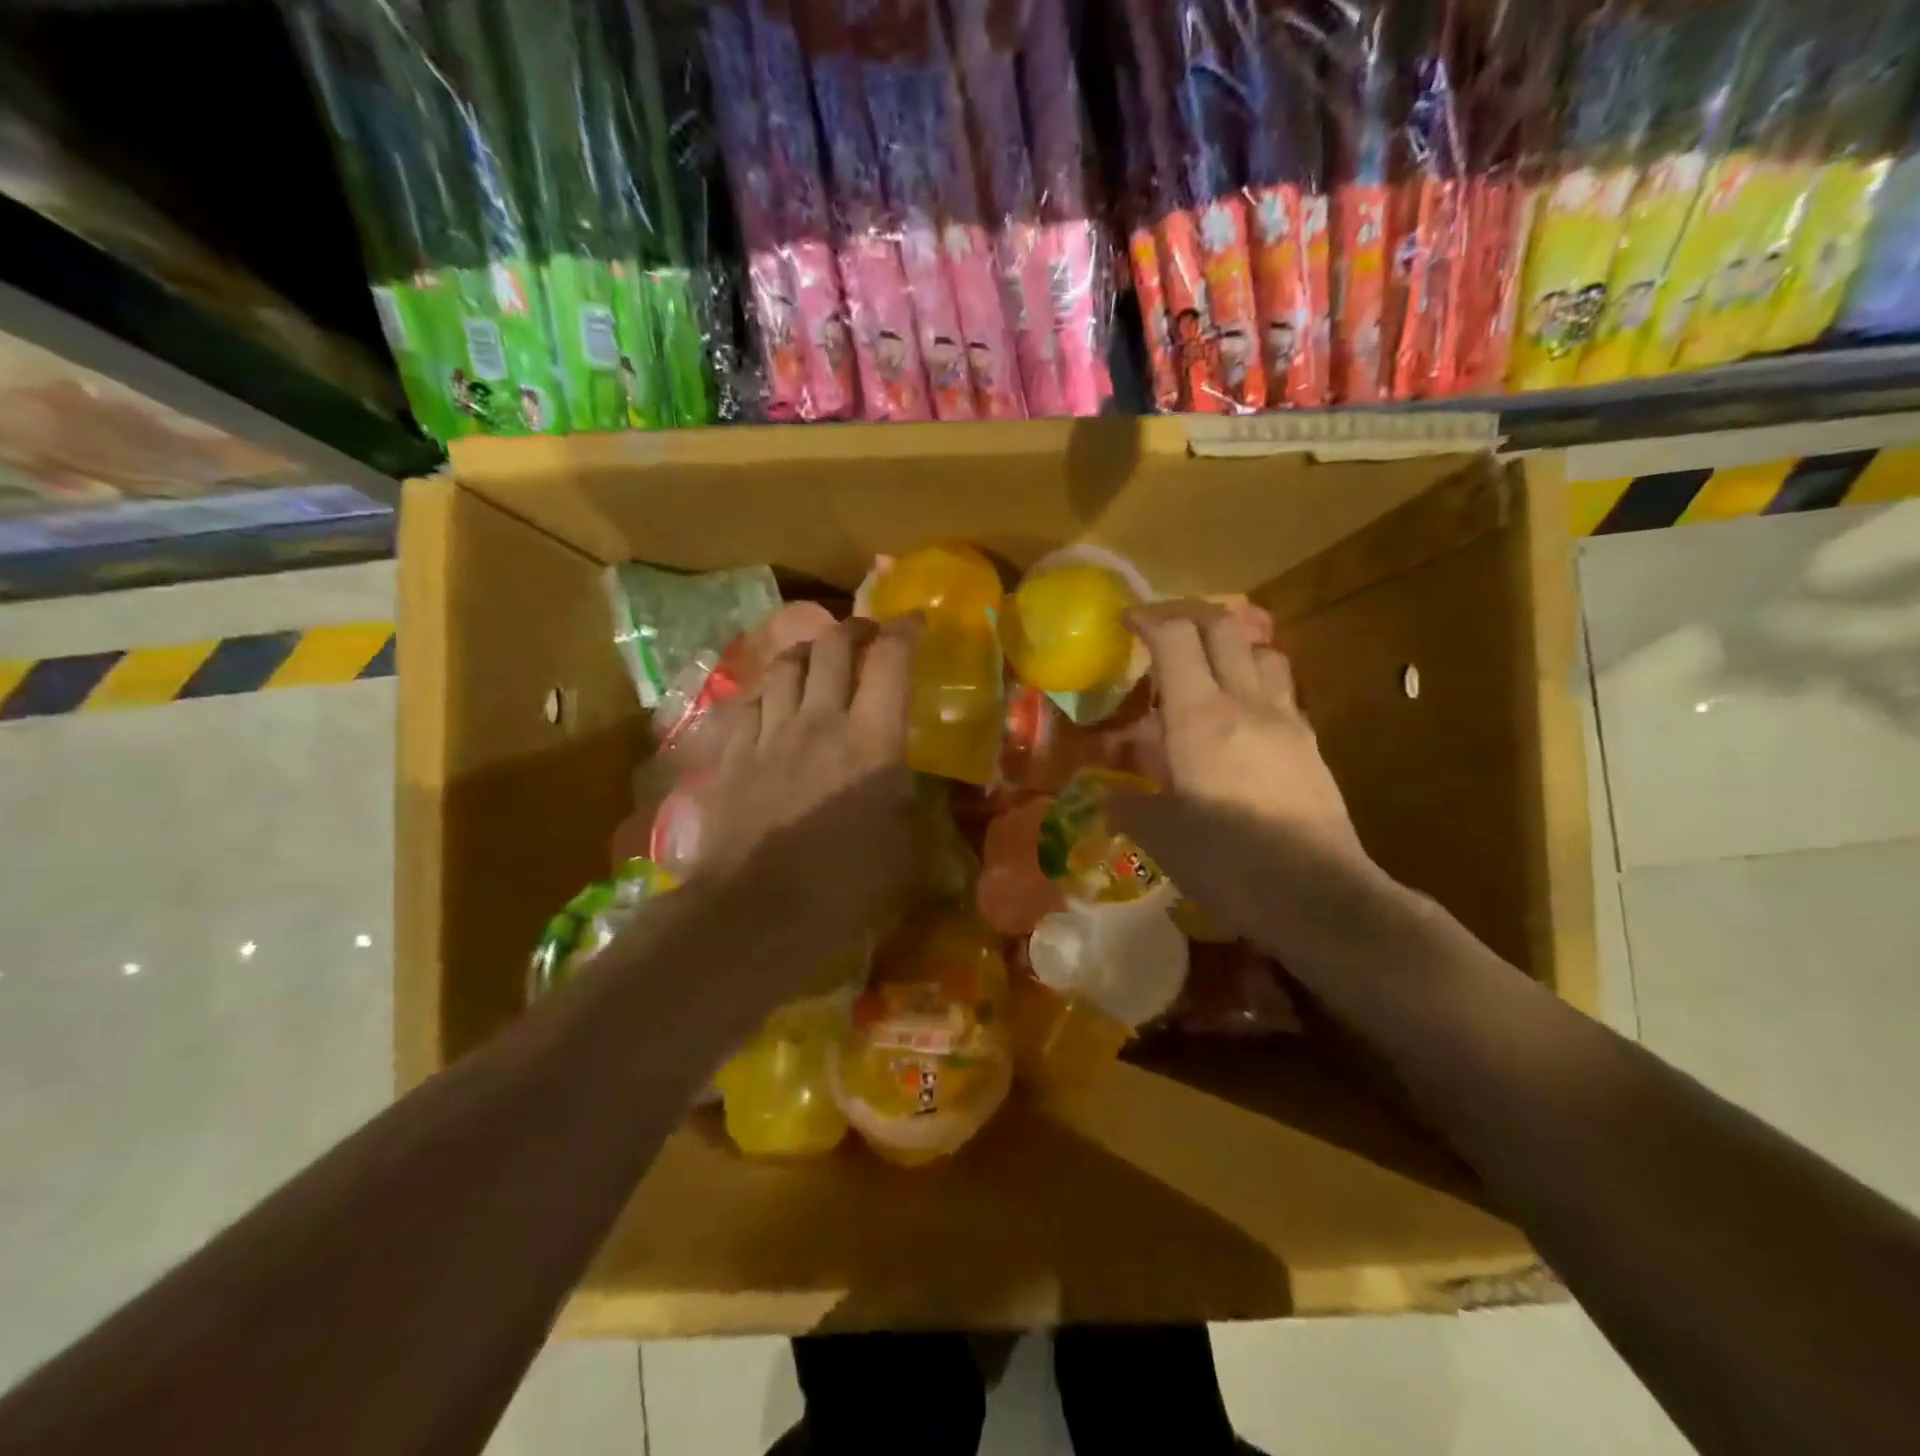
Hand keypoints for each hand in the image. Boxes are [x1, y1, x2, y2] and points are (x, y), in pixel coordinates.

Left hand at [693, 615, 922, 970]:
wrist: (754, 912)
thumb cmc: (843, 887)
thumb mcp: (905, 853)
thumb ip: (914, 811)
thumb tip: (918, 797)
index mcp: (871, 740)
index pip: (890, 661)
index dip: (905, 631)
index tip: (916, 621)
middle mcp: (819, 720)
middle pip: (832, 646)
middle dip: (854, 629)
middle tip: (867, 635)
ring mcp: (769, 733)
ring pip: (785, 665)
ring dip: (807, 651)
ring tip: (818, 658)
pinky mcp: (731, 754)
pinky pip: (748, 702)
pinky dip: (767, 691)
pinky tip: (772, 702)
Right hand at [1113, 602, 1372, 940]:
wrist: (1316, 895)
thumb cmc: (1228, 863)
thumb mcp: (1161, 837)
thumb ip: (1129, 806)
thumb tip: (1109, 796)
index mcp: (1200, 718)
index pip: (1175, 638)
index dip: (1148, 618)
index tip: (1125, 620)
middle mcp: (1246, 703)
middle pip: (1223, 627)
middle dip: (1187, 615)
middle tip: (1160, 630)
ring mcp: (1286, 719)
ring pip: (1261, 651)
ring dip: (1229, 644)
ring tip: (1205, 669)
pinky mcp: (1310, 743)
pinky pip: (1281, 689)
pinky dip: (1255, 682)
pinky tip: (1240, 717)